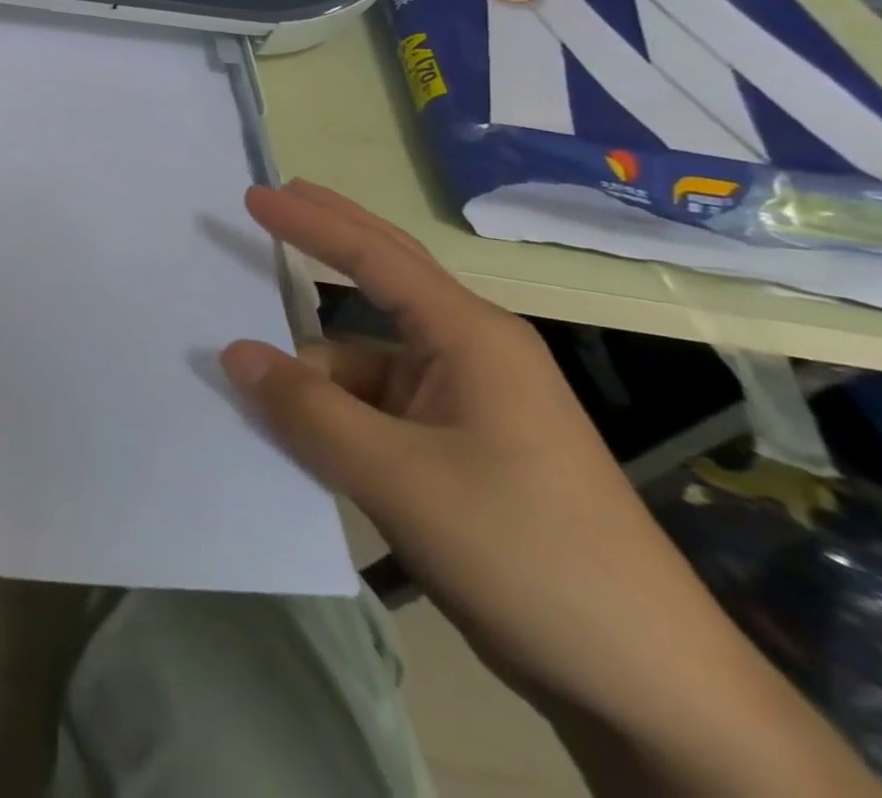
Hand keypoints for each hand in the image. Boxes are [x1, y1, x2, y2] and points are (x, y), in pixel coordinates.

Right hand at [219, 182, 880, 794]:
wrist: (647, 687)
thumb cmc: (525, 553)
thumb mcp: (398, 479)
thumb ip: (308, 410)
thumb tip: (234, 353)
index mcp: (471, 338)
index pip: (375, 256)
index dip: (310, 221)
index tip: (255, 194)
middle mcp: (469, 356)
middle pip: (382, 278)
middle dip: (323, 239)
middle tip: (264, 204)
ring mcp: (466, 405)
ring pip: (363, 364)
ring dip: (311, 371)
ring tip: (251, 388)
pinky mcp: (459, 450)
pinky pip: (373, 409)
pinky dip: (330, 413)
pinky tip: (296, 438)